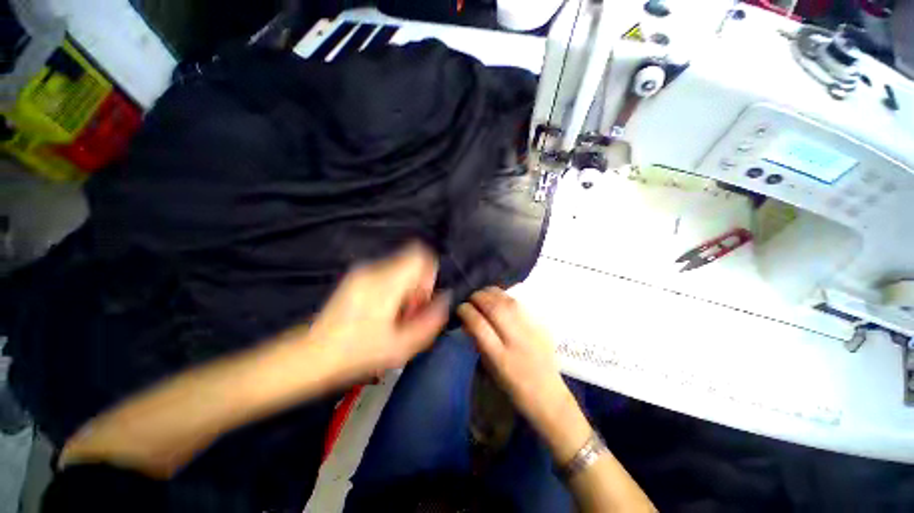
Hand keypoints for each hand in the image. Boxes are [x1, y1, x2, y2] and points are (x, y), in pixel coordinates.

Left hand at [307, 243, 449, 380]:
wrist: (311, 355)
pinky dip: (394, 288)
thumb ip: (431, 320)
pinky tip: (383, 311)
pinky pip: (387, 273)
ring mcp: (362, 271)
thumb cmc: (357, 353)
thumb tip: (444, 299)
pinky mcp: (356, 276)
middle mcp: (373, 269)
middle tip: (409, 312)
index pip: (420, 255)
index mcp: (385, 283)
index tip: (422, 298)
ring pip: (400, 267)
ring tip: (395, 314)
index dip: (429, 274)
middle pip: (412, 261)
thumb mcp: (402, 345)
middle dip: (418, 284)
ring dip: (406, 287)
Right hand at [457, 287, 579, 442]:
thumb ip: (479, 343)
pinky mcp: (542, 325)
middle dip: (479, 297)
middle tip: (471, 297)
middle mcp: (517, 341)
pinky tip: (500, 297)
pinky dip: (507, 297)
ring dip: (493, 293)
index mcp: (501, 358)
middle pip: (495, 308)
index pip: (479, 325)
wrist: (548, 394)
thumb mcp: (490, 369)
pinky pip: (521, 304)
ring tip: (484, 293)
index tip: (460, 307)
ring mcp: (532, 331)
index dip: (467, 311)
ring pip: (509, 302)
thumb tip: (468, 320)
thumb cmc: (513, 387)